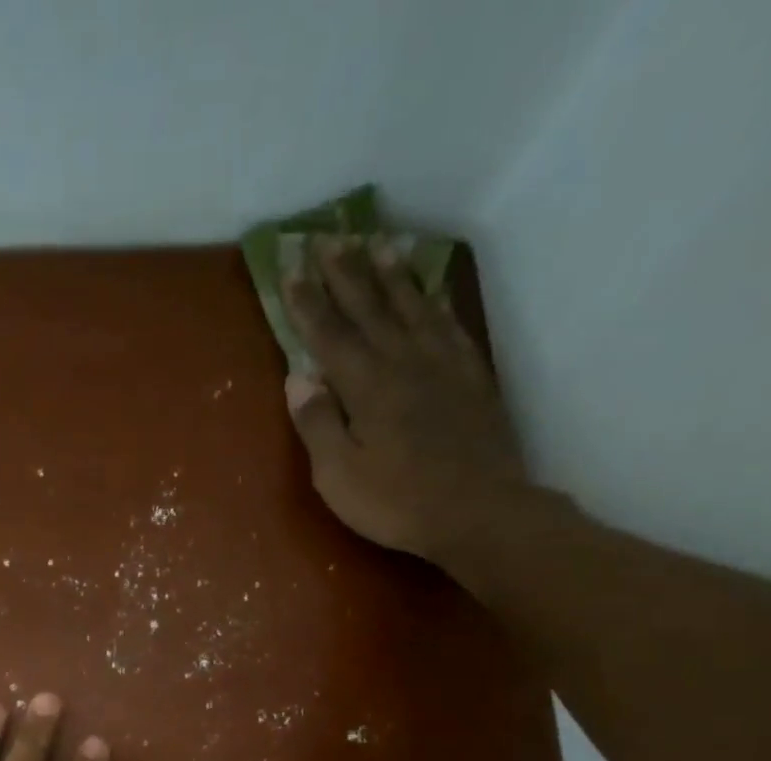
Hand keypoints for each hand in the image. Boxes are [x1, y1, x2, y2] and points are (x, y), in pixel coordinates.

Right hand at [282, 239, 530, 562]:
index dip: (308, 302)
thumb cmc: (397, 502)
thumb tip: (297, 377)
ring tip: (379, 243)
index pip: (330, 335)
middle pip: (371, 308)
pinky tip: (429, 291)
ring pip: (413, 307)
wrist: (479, 512)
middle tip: (328, 237)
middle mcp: (404, 362)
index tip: (291, 268)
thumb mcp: (340, 475)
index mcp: (367, 387)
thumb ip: (318, 423)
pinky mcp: (471, 378)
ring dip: (392, 275)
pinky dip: (435, 303)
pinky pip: (449, 327)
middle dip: (346, 273)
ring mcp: (443, 366)